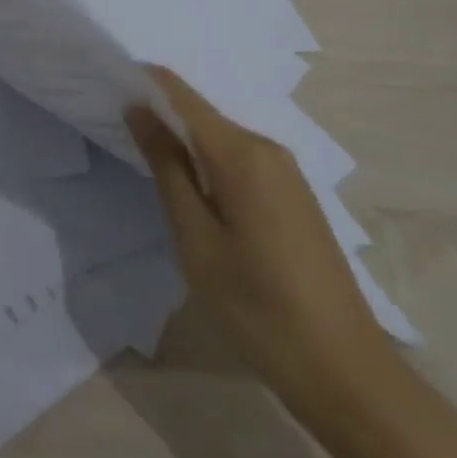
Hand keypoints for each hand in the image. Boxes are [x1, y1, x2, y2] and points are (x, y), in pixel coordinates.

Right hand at [126, 65, 391, 397]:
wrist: (349, 375)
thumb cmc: (261, 309)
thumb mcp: (197, 241)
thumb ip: (166, 167)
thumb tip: (137, 108)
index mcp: (241, 153)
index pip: (180, 93)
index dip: (143, 83)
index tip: (107, 87)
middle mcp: (267, 147)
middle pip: (200, 113)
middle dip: (159, 115)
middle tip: (119, 136)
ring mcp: (286, 171)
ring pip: (219, 138)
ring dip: (183, 142)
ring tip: (147, 164)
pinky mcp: (294, 194)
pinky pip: (239, 159)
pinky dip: (208, 163)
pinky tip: (193, 192)